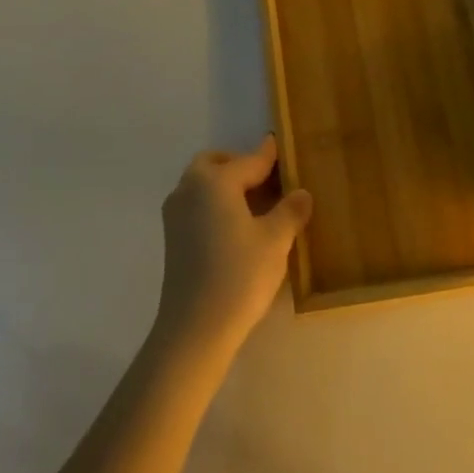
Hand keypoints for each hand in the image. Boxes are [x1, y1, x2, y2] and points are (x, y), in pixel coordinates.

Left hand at [154, 136, 311, 355]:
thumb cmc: (239, 275)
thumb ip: (290, 211)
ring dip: (225, 185)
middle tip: (267, 180)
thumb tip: (302, 193)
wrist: (194, 328)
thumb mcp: (275, 240)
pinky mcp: (172, 238)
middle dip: (239, 166)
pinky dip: (215, 204)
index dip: (269, 155)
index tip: (279, 144)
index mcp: (214, 181)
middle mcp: (189, 189)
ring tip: (256, 204)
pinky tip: (237, 226)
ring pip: (202, 185)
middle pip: (215, 164)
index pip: (249, 160)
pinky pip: (196, 205)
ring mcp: (176, 214)